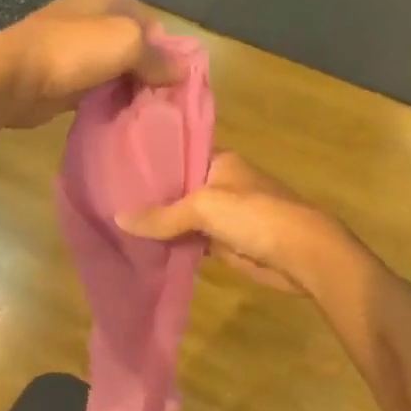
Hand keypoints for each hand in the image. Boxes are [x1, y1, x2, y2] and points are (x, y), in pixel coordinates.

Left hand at [0, 0, 181, 128]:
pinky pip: (98, 87)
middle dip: (150, 72)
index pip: (152, 23)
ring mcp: (76, 47)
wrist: (15, 78)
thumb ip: (158, 57)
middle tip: (164, 101)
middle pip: (135, 46)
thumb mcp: (128, 43)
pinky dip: (110, 100)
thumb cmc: (75, 50)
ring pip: (117, 69)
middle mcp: (92, 16)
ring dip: (130, 89)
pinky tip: (122, 116)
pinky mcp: (65, 76)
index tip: (176, 81)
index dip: (167, 51)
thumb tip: (181, 72)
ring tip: (147, 112)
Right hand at [117, 152, 354, 294]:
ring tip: (117, 226)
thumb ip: (163, 215)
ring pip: (185, 218)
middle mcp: (221, 184)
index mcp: (220, 161)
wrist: (302, 253)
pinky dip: (176, 246)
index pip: (178, 157)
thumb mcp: (204, 207)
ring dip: (162, 226)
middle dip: (151, 199)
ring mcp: (225, 215)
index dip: (151, 165)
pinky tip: (146, 249)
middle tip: (108, 202)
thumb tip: (118, 218)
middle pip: (179, 190)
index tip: (116, 172)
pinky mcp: (228, 243)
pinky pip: (194, 241)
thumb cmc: (255, 215)